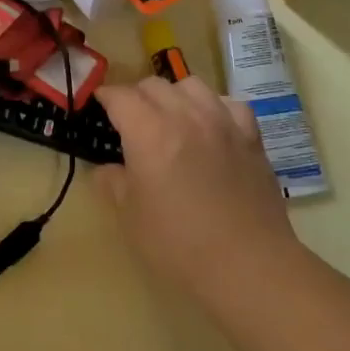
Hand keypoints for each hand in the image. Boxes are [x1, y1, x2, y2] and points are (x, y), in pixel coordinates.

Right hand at [94, 76, 309, 307]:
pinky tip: (210, 127)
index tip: (98, 105)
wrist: (248, 265)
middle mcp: (186, 116)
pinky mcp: (251, 138)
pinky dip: (213, 107)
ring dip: (174, 95)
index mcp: (149, 132)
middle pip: (154, 85)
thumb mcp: (130, 216)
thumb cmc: (178, 244)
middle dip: (136, 96)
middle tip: (129, 120)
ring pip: (192, 85)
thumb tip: (108, 169)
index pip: (120, 96)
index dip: (105, 97)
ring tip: (170, 117)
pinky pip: (229, 104)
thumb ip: (113, 183)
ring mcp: (223, 123)